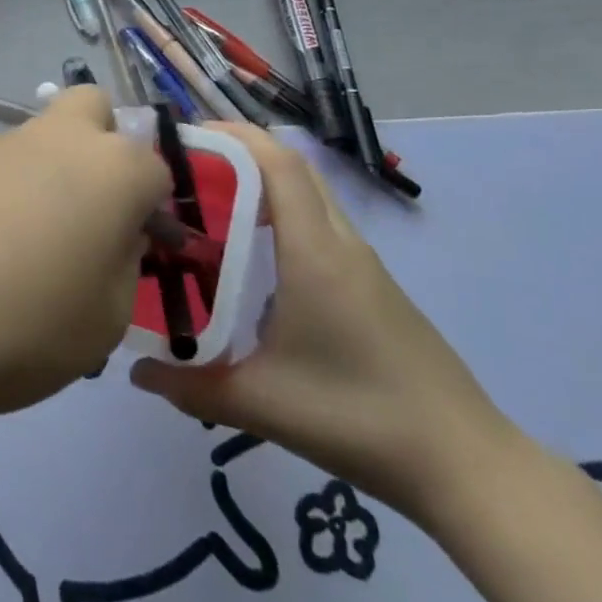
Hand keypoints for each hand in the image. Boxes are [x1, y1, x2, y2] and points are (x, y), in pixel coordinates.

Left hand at [0, 86, 170, 425]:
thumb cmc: (24, 324)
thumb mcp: (103, 322)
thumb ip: (121, 268)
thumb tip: (111, 239)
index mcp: (113, 168)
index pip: (155, 170)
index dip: (152, 210)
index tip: (138, 251)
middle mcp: (56, 138)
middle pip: (92, 109)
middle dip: (101, 146)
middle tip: (88, 212)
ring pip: (37, 139)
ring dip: (44, 176)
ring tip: (19, 253)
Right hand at [130, 126, 517, 522]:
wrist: (465, 465)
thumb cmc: (360, 418)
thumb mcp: (263, 404)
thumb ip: (192, 387)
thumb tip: (136, 372)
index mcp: (315, 252)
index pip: (278, 163)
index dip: (233, 136)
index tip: (185, 137)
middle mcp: (341, 243)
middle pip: (292, 167)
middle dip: (240, 152)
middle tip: (186, 169)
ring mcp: (363, 264)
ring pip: (309, 195)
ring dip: (262, 183)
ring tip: (210, 206)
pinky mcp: (373, 286)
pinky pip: (320, 225)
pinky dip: (283, 215)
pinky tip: (254, 258)